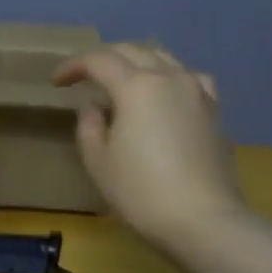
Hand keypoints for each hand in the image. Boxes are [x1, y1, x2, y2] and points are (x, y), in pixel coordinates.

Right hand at [53, 43, 247, 250]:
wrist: (203, 221)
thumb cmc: (141, 192)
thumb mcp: (98, 161)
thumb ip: (89, 125)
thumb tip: (94, 107)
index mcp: (136, 86)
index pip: (99, 61)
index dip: (73, 66)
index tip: (56, 81)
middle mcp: (169, 78)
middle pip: (133, 51)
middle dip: (104, 59)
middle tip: (84, 76)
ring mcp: (197, 92)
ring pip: (163, 58)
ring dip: (137, 62)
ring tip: (122, 80)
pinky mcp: (214, 110)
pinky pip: (188, 78)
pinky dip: (168, 76)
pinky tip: (164, 93)